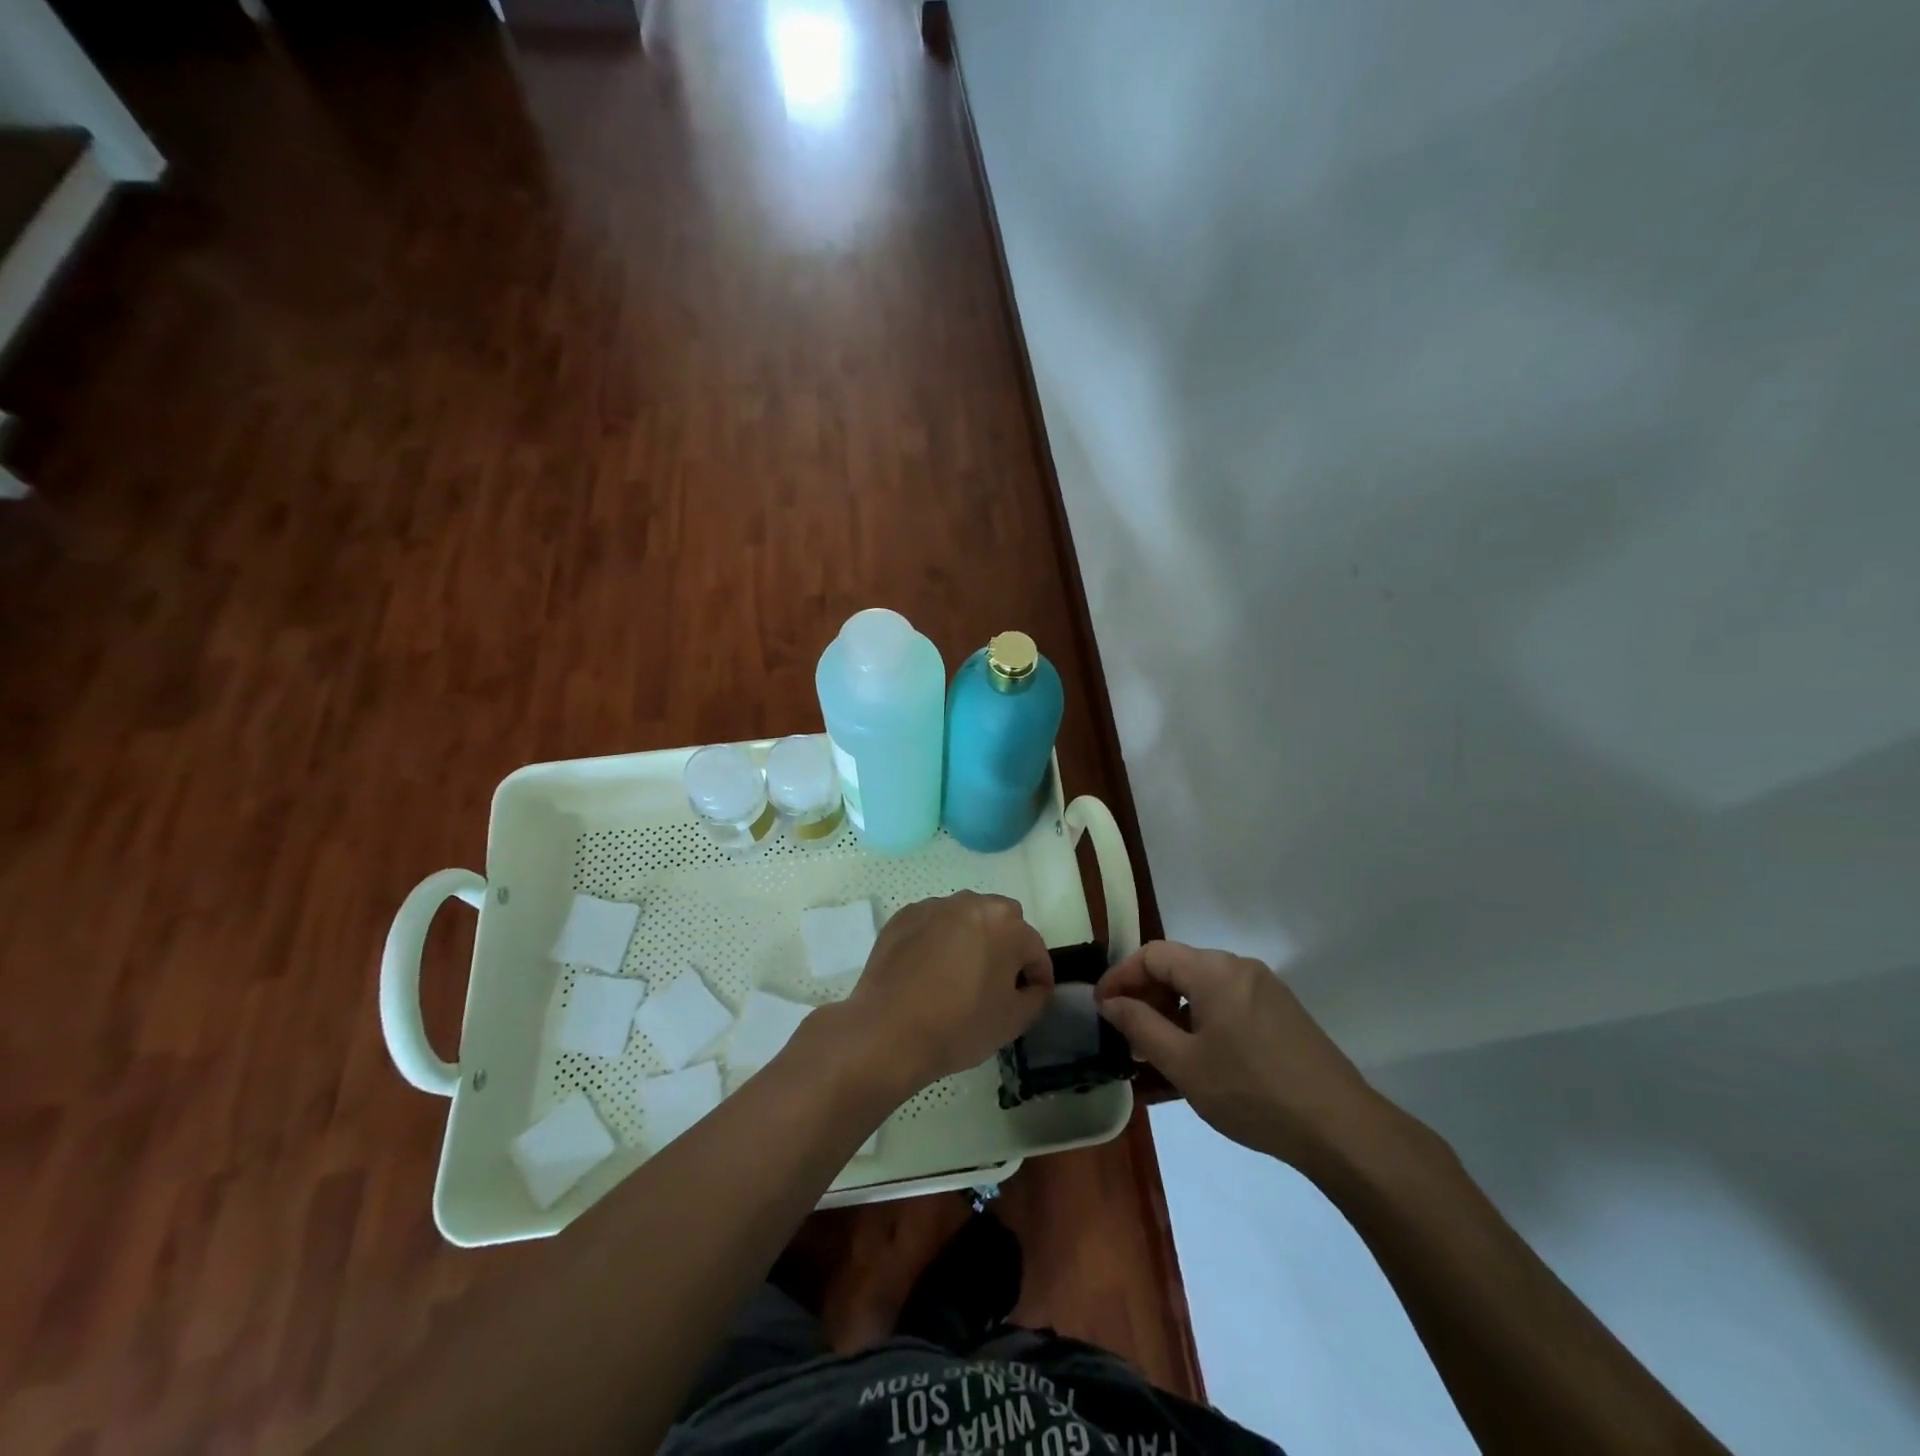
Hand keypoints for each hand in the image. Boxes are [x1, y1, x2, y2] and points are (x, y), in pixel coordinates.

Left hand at [840, 892, 1053, 1096]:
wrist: (887, 1031)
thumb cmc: (959, 1026)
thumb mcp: (1013, 1021)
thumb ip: (1036, 997)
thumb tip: (1034, 986)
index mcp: (1006, 924)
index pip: (1034, 948)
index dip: (1038, 975)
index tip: (1033, 996)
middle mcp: (972, 903)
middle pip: (1001, 922)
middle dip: (1006, 946)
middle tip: (996, 982)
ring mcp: (934, 907)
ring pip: (965, 919)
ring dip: (970, 939)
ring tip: (958, 975)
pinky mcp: (903, 917)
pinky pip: (932, 925)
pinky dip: (937, 941)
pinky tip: (927, 971)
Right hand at [1097, 940, 1388, 1172]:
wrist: (1340, 1128)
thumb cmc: (1252, 1092)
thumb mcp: (1184, 1064)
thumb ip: (1140, 1027)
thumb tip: (1111, 1002)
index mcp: (1214, 971)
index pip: (1153, 954)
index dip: (1121, 976)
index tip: (1101, 1007)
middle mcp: (1240, 968)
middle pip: (1179, 966)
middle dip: (1146, 995)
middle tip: (1127, 1034)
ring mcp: (1266, 989)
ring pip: (1203, 986)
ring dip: (1173, 1010)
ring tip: (1157, 1051)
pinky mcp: (1282, 1012)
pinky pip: (1228, 1003)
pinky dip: (1201, 1019)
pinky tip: (1197, 1057)